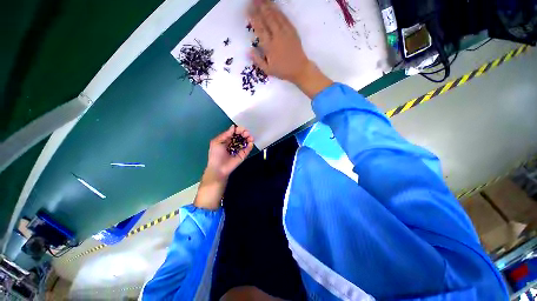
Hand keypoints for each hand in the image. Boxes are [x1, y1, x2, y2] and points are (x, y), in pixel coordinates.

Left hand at [206, 125, 253, 180]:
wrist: (218, 168)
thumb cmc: (216, 155)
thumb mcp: (217, 142)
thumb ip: (226, 134)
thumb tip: (233, 127)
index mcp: (227, 139)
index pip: (234, 132)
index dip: (239, 130)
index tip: (242, 129)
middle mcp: (234, 143)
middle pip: (241, 136)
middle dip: (244, 133)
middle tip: (247, 133)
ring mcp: (239, 149)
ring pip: (245, 142)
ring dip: (249, 138)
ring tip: (250, 137)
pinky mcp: (243, 155)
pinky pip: (248, 149)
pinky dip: (250, 145)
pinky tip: (250, 143)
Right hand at [248, 0, 309, 83]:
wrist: (299, 69)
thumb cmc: (283, 71)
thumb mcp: (268, 70)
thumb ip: (258, 61)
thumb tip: (248, 51)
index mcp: (269, 47)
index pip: (260, 29)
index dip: (253, 18)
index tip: (248, 10)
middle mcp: (277, 37)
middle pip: (268, 18)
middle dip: (260, 7)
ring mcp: (286, 33)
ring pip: (276, 16)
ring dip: (269, 6)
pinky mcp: (293, 32)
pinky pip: (285, 19)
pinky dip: (279, 12)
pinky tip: (276, 7)